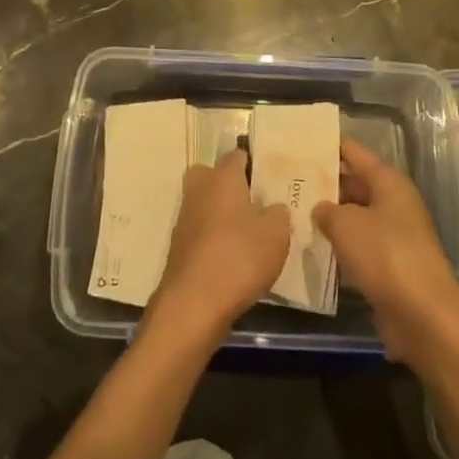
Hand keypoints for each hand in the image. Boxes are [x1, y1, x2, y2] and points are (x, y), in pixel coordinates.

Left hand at [146, 149, 289, 342]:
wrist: (194, 303)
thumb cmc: (239, 256)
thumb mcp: (277, 233)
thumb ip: (279, 213)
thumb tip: (273, 207)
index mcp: (222, 176)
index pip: (238, 155)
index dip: (255, 163)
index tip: (272, 178)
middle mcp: (199, 188)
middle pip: (215, 176)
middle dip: (232, 186)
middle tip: (258, 204)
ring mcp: (185, 217)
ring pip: (207, 204)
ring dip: (223, 214)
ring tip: (250, 234)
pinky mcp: (179, 246)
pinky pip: (202, 231)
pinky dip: (215, 239)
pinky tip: (233, 258)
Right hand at [312, 138, 458, 364]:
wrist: (424, 317)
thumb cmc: (385, 255)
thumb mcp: (345, 224)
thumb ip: (326, 210)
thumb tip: (320, 208)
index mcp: (388, 182)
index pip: (353, 152)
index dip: (327, 145)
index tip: (298, 142)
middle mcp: (394, 203)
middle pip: (354, 183)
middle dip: (323, 183)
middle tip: (286, 181)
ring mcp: (394, 235)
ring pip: (355, 216)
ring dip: (329, 217)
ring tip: (291, 212)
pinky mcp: (391, 266)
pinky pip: (359, 245)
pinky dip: (339, 244)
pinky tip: (312, 246)